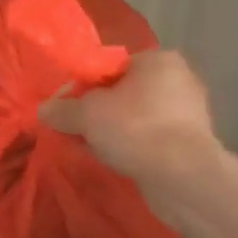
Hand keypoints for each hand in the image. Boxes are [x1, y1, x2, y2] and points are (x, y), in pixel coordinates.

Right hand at [40, 49, 220, 185]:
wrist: (183, 177)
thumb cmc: (135, 129)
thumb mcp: (87, 115)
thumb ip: (63, 109)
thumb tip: (44, 110)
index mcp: (158, 60)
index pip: (109, 67)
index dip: (81, 87)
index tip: (63, 109)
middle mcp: (179, 79)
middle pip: (123, 92)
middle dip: (97, 112)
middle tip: (74, 131)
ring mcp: (189, 112)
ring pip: (137, 117)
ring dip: (114, 131)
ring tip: (91, 149)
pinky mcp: (192, 142)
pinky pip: (151, 138)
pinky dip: (133, 146)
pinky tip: (116, 161)